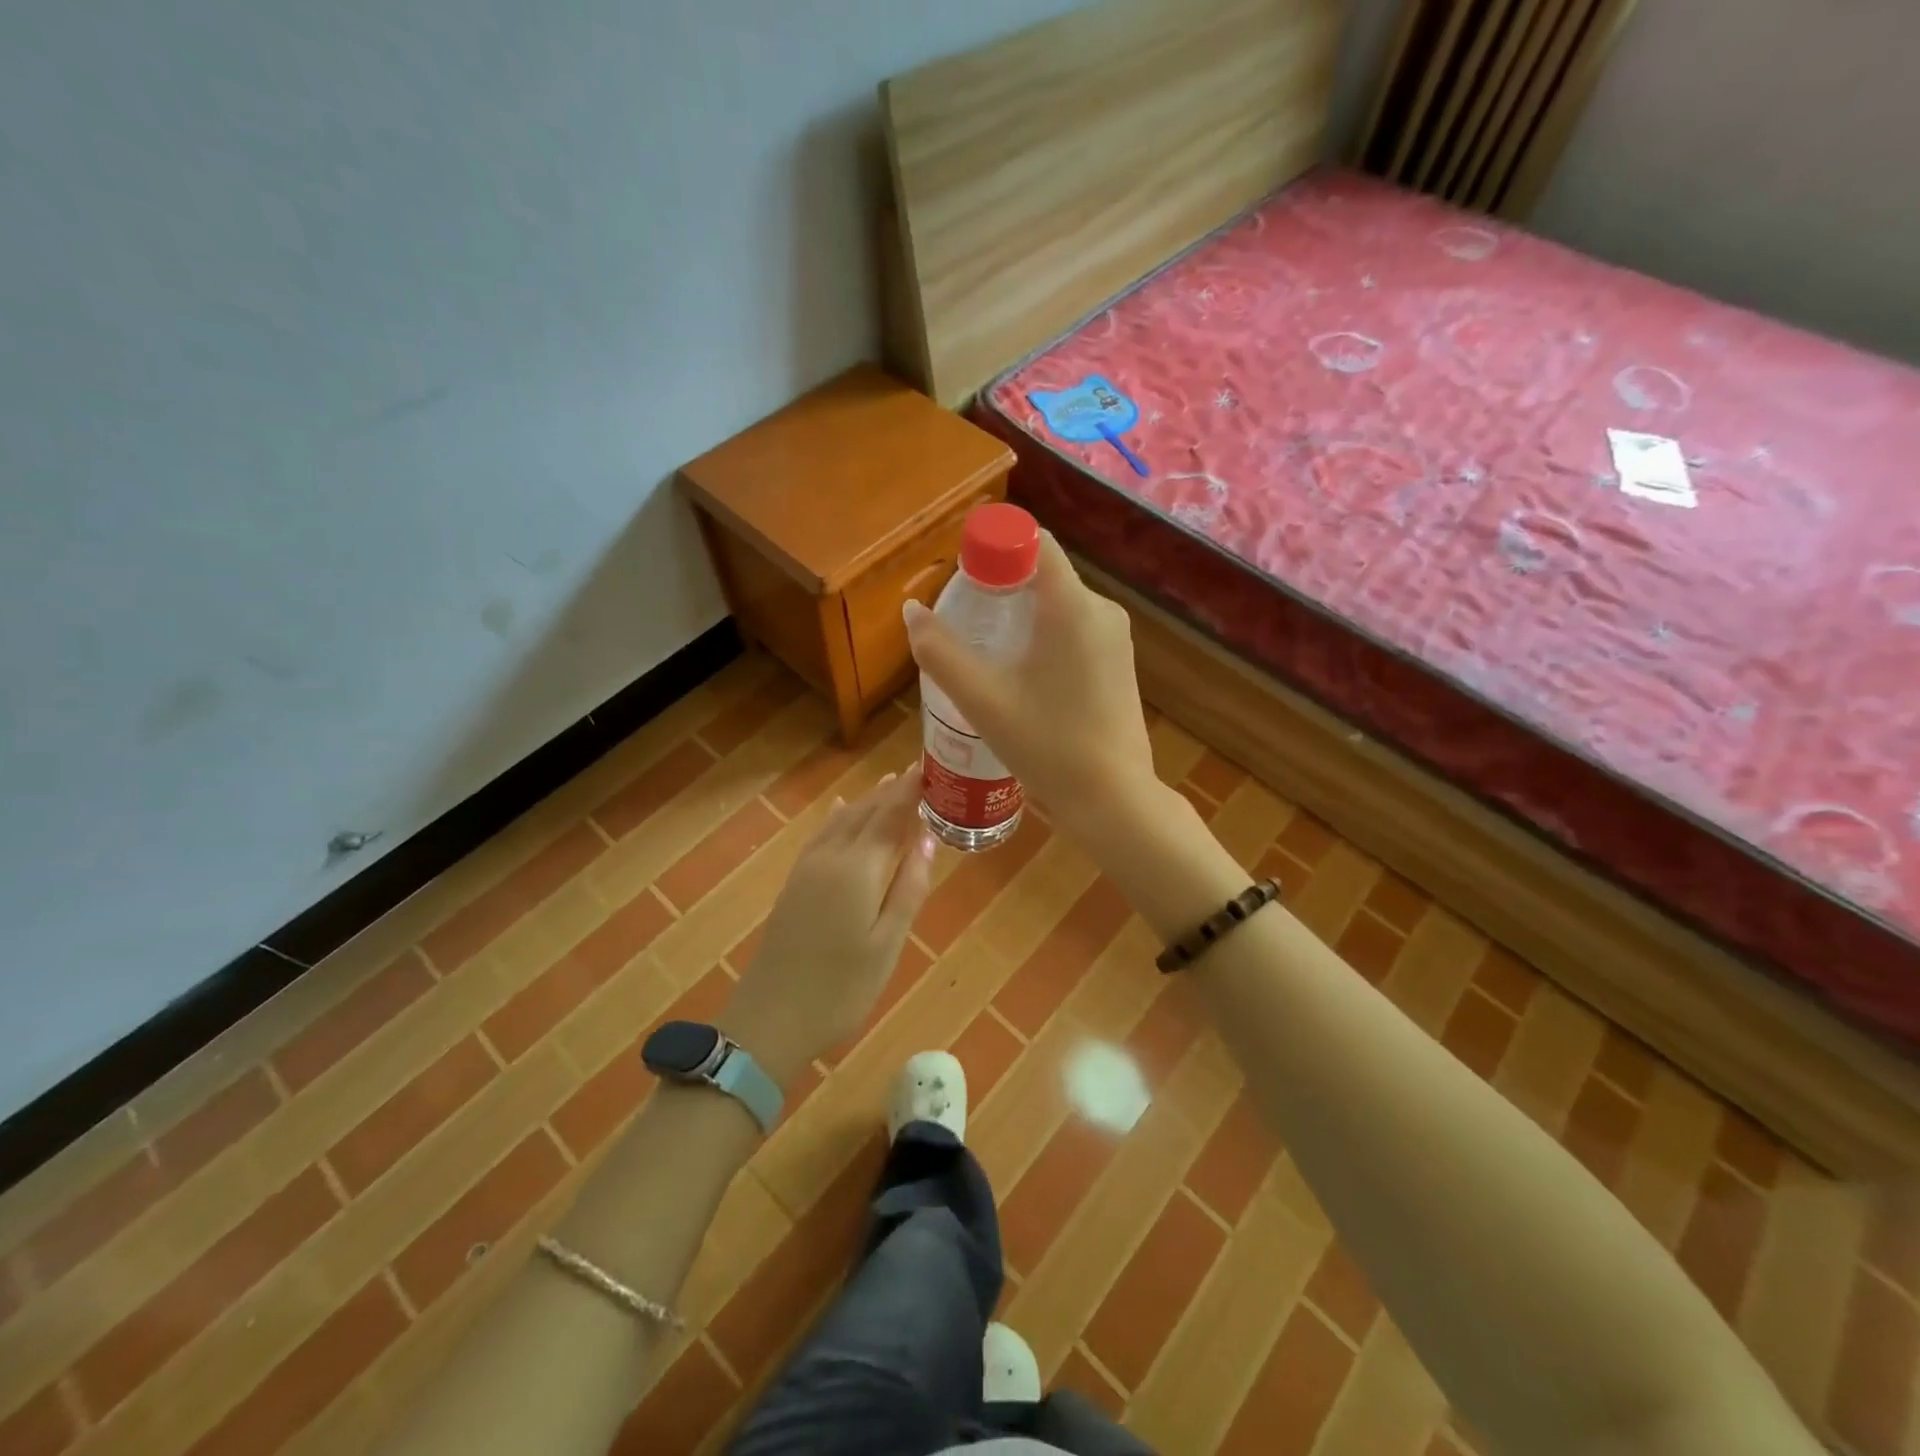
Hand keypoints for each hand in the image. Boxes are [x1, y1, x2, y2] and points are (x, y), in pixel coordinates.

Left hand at [720, 771, 936, 1087]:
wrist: (771, 1018)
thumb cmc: (841, 988)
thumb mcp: (887, 944)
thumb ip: (909, 888)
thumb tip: (928, 840)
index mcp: (859, 869)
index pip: (890, 817)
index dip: (910, 791)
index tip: (929, 767)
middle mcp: (832, 857)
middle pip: (866, 813)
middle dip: (891, 791)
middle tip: (917, 771)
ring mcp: (808, 869)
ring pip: (843, 821)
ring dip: (868, 800)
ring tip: (889, 782)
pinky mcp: (795, 883)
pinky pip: (822, 834)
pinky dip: (839, 817)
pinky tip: (842, 809)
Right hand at [903, 531, 1158, 839]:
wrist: (1112, 799)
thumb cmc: (1046, 745)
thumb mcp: (982, 700)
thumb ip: (940, 652)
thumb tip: (912, 610)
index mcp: (1072, 606)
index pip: (1032, 543)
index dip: (993, 548)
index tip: (962, 578)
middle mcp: (1101, 610)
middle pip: (1043, 575)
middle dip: (999, 589)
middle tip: (964, 624)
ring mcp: (1116, 638)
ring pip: (1058, 606)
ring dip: (1020, 617)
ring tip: (987, 655)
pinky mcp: (1119, 663)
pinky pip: (1075, 631)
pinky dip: (1043, 638)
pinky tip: (1022, 678)